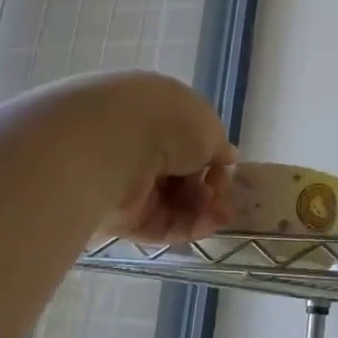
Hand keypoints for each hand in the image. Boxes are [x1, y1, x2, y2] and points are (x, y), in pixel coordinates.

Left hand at [85, 72, 236, 242]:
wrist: (111, 144)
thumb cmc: (167, 123)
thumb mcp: (209, 127)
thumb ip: (219, 146)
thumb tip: (225, 156)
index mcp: (157, 111)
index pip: (188, 141)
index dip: (212, 159)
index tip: (226, 171)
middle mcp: (138, 143)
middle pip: (181, 175)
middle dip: (208, 191)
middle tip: (225, 202)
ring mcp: (125, 180)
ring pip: (171, 202)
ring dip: (201, 211)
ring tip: (220, 218)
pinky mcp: (116, 214)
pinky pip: (155, 223)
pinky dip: (182, 227)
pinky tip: (203, 227)